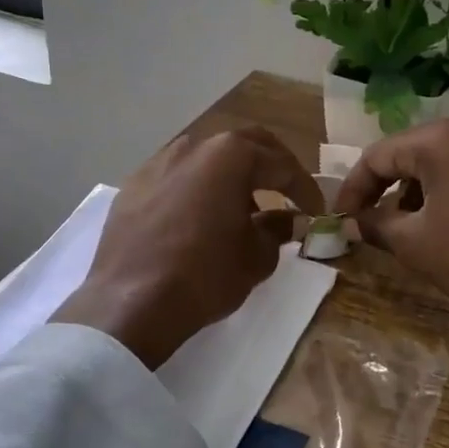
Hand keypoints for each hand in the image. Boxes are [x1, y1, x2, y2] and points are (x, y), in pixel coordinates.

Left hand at [53, 128, 324, 369]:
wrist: (131, 302)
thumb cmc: (205, 275)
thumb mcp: (256, 257)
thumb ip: (278, 229)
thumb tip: (287, 219)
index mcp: (230, 155)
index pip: (281, 165)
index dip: (305, 189)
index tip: (317, 211)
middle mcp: (193, 146)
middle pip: (244, 145)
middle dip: (271, 166)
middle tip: (288, 192)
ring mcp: (158, 162)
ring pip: (207, 157)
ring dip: (232, 175)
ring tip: (244, 206)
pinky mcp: (133, 185)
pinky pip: (177, 177)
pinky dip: (198, 189)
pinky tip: (201, 216)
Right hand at [336, 120, 448, 370]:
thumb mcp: (415, 244)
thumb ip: (375, 225)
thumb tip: (352, 223)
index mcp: (440, 140)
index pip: (378, 155)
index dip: (353, 189)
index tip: (340, 220)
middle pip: (408, 153)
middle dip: (382, 189)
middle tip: (365, 224)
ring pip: (436, 163)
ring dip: (411, 193)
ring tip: (401, 231)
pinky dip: (441, 193)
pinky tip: (438, 226)